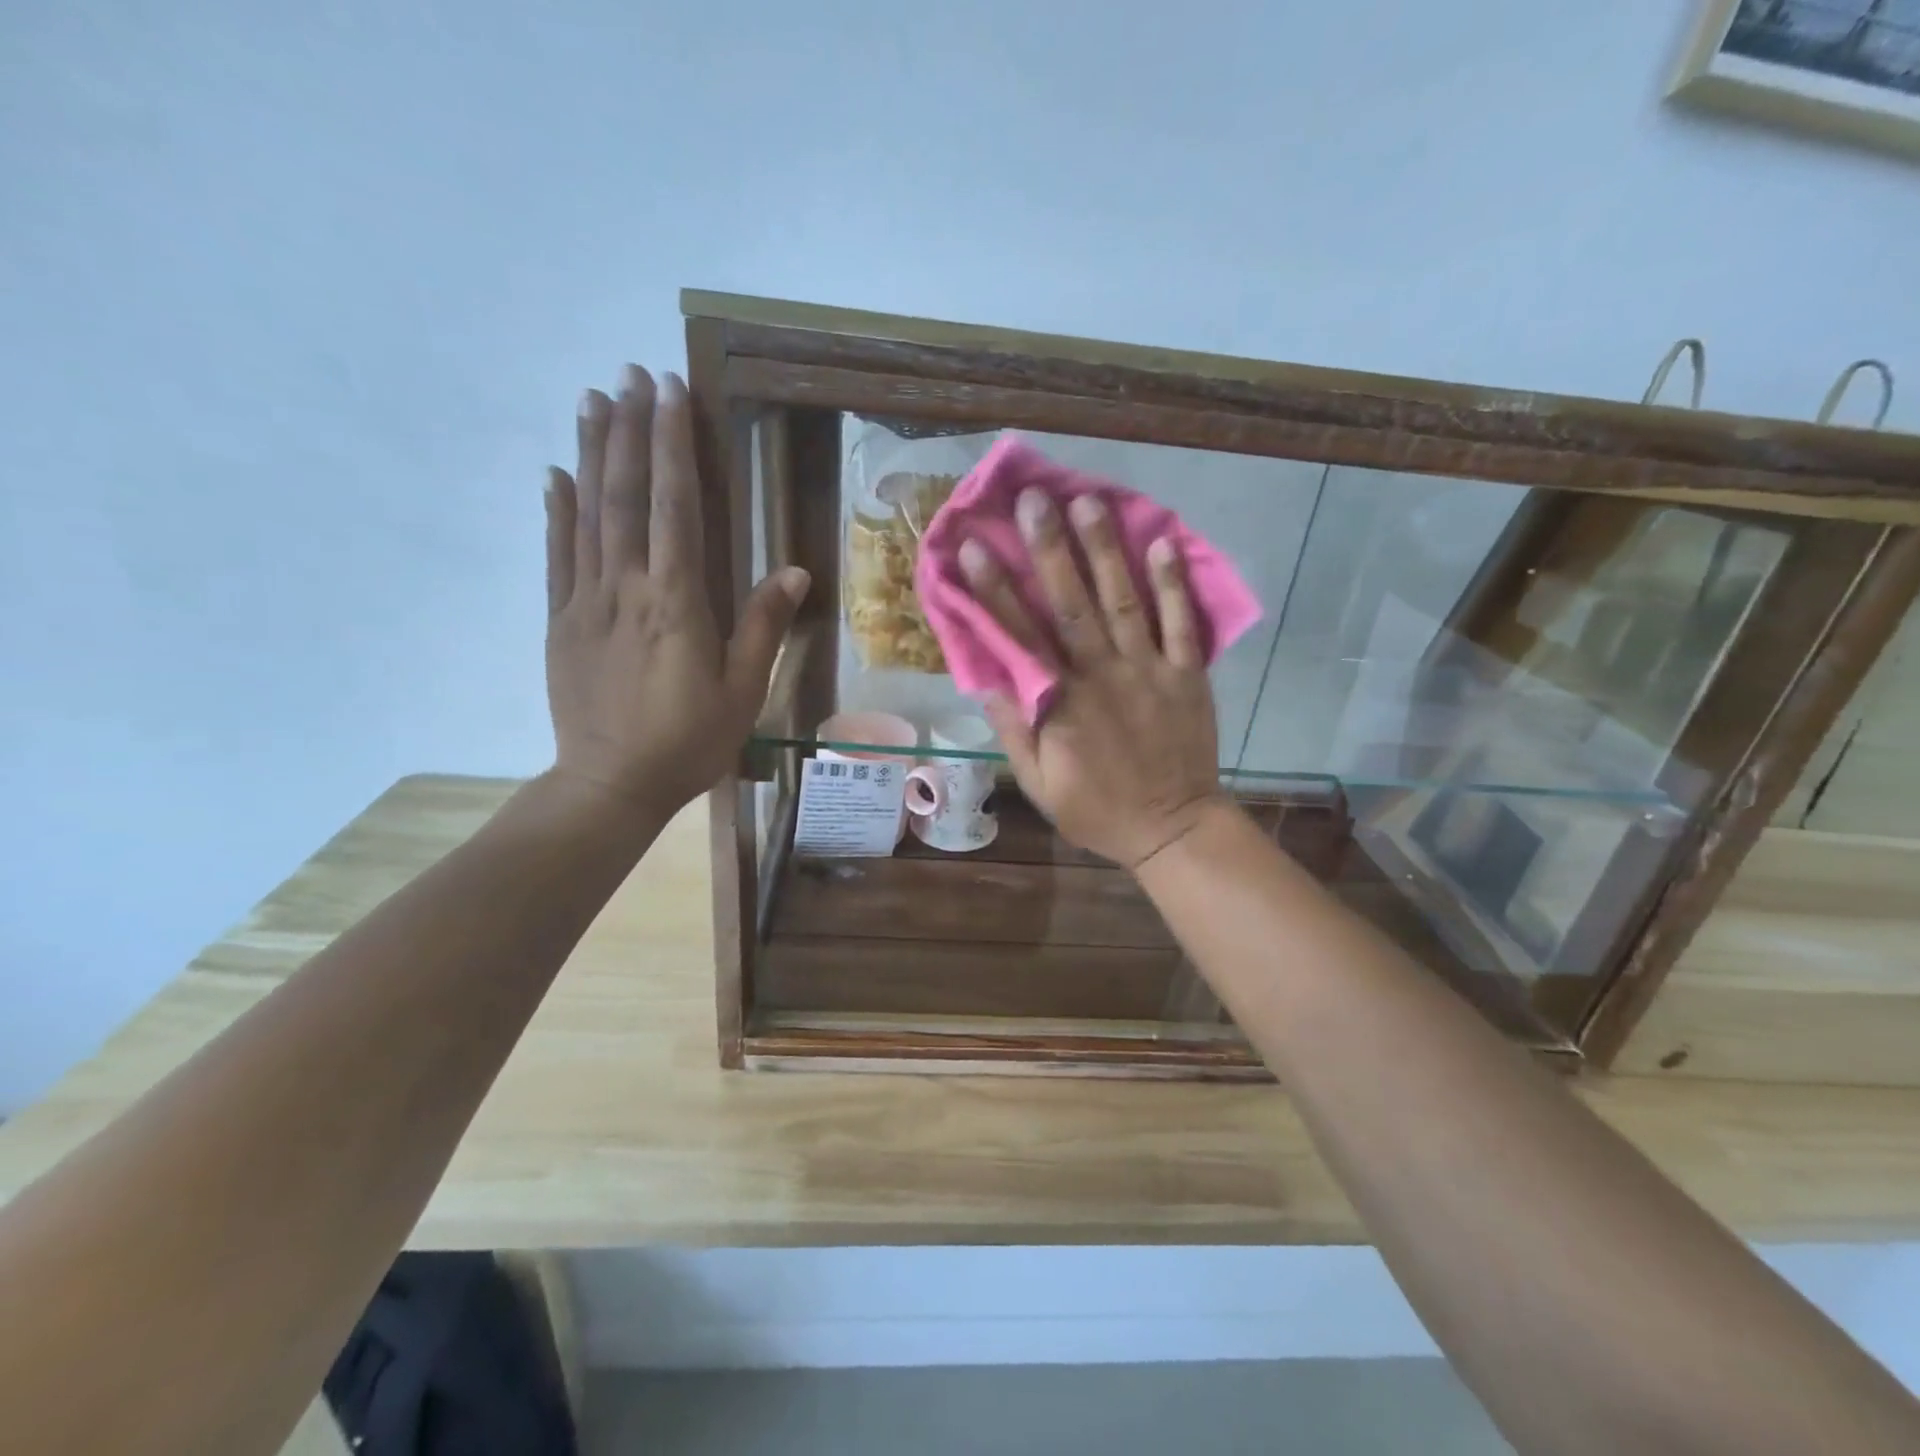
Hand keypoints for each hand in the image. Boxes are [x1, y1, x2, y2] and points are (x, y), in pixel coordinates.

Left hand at [544, 366, 807, 817]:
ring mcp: (585, 601)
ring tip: (593, 399)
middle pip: (625, 496)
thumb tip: (794, 569)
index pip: (674, 507)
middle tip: (631, 375)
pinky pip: (557, 555)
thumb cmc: (688, 742)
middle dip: (630, 431)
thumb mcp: (743, 691)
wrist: (610, 784)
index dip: (672, 447)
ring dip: (590, 453)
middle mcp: (627, 588)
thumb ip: (763, 626)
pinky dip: (556, 511)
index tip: (671, 393)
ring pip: (587, 514)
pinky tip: (555, 475)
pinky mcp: (561, 621)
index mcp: (677, 603)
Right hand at [962, 489, 1224, 869]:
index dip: (994, 591)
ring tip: (1089, 502)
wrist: (1172, 829)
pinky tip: (1164, 543)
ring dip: (1105, 551)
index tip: (972, 548)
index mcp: (1060, 705)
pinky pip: (1182, 625)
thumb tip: (988, 678)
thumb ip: (1013, 729)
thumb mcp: (1038, 783)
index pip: (1020, 638)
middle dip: (1050, 549)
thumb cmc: (1096, 808)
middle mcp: (1102, 677)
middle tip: (1034, 499)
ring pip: (1123, 603)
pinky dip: (1174, 585)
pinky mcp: (1187, 675)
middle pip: (1072, 605)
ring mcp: (1148, 672)